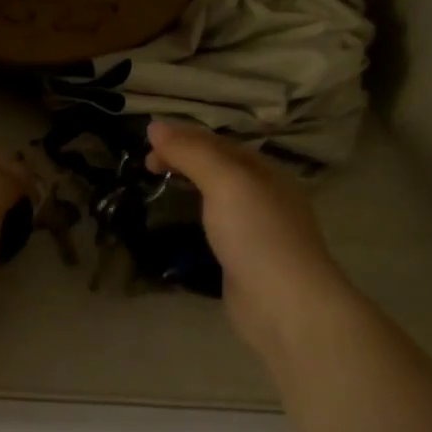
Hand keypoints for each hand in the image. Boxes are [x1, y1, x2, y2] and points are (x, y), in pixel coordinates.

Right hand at [145, 121, 350, 361]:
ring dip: (189, 187)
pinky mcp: (245, 259)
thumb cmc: (257, 235)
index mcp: (265, 171)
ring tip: (159, 189)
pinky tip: (181, 226)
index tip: (145, 148)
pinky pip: (216, 227)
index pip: (218, 142)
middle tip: (147, 168)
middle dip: (184, 160)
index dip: (181, 138)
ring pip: (217, 197)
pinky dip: (195, 217)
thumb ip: (191, 153)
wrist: (285, 305)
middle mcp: (264, 195)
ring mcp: (257, 230)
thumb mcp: (225, 182)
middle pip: (219, 167)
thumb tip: (154, 125)